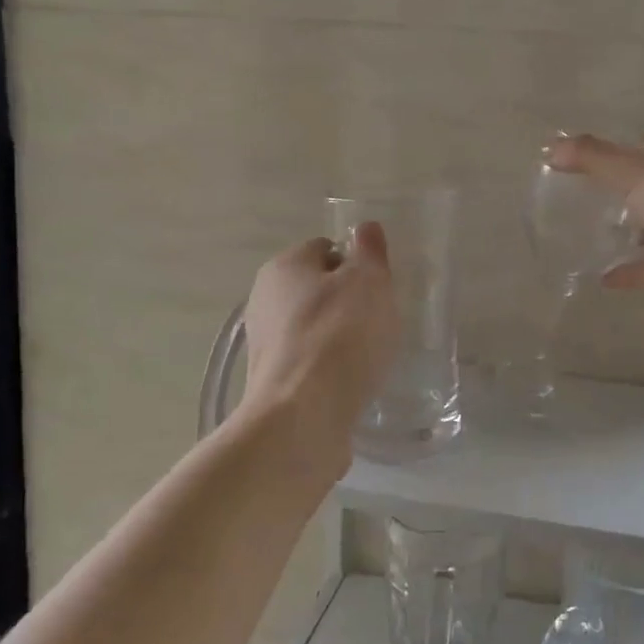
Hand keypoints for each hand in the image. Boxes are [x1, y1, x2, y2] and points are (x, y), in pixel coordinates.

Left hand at [243, 227, 399, 450]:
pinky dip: (330, 368)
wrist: (302, 416)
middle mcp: (264, 299)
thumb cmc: (340, 336)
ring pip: (315, 328)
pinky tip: (351, 383)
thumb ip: (369, 252)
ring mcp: (264, 343)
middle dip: (349, 302)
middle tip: (379, 322)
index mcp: (284, 266)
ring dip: (341, 338)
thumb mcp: (369, 282)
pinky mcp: (272, 381)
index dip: (357, 264)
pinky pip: (310, 362)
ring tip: (368, 357)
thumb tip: (365, 227)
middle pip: (319, 289)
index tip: (379, 288)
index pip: (326, 249)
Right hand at [549, 122, 643, 309]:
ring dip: (636, 230)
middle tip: (594, 202)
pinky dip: (640, 267)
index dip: (632, 148)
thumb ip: (595, 157)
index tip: (601, 167)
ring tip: (596, 237)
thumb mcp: (640, 171)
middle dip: (631, 191)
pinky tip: (607, 279)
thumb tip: (552, 147)